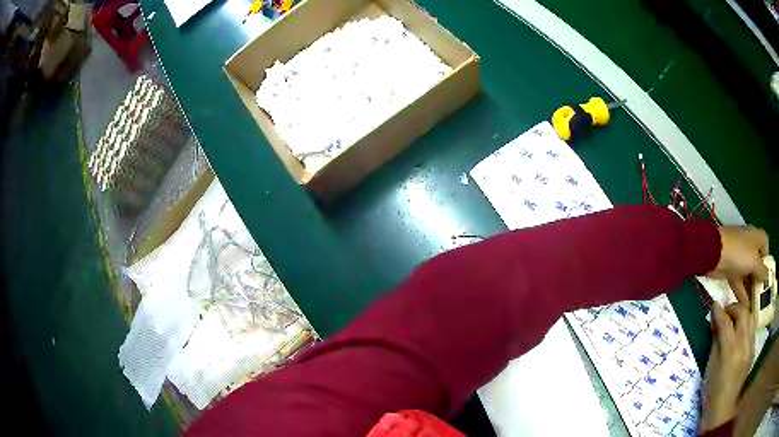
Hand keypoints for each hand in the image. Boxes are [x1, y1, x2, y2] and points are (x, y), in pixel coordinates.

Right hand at [700, 302, 755, 431]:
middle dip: (733, 308)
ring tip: (734, 319)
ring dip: (742, 314)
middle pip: (743, 313)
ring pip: (750, 317)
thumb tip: (715, 323)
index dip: (719, 311)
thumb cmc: (711, 393)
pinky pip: (752, 330)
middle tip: (725, 312)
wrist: (722, 410)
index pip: (726, 322)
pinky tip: (740, 334)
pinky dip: (746, 326)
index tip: (714, 304)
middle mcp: (743, 343)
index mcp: (730, 350)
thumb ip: (715, 342)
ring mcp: (750, 346)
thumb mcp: (710, 368)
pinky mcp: (752, 350)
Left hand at [709, 226, 768, 303]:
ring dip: (750, 289)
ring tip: (754, 307)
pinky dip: (741, 294)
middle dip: (759, 279)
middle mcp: (749, 246)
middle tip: (761, 298)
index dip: (767, 259)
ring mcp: (739, 258)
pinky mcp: (730, 270)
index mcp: (756, 237)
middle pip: (757, 263)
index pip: (765, 245)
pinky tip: (744, 308)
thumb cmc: (739, 252)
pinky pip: (739, 283)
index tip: (767, 276)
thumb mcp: (754, 261)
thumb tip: (766, 276)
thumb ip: (761, 269)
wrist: (714, 253)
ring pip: (748, 275)